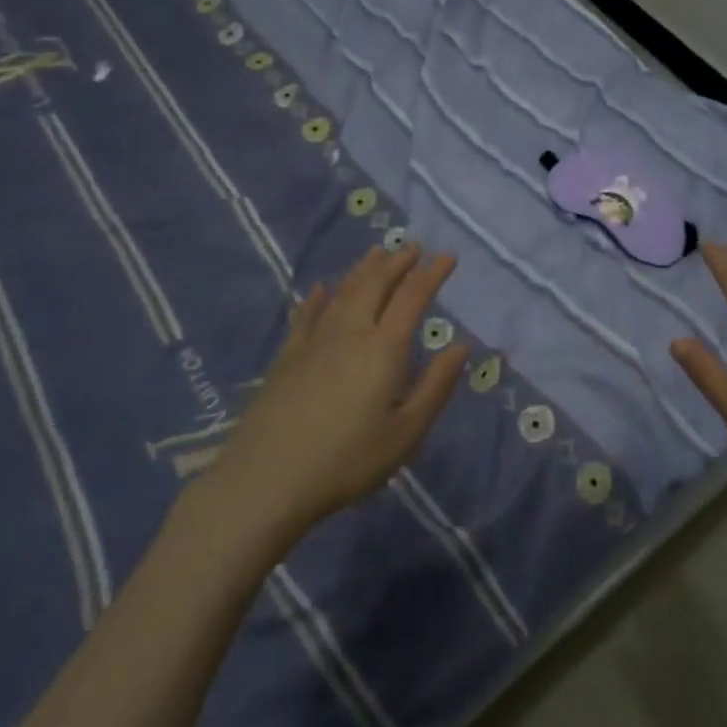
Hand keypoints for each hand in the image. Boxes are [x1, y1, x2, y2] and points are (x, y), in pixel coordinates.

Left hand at [200, 245, 469, 538]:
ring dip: (363, 269)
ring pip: (343, 292)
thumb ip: (435, 387)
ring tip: (376, 253)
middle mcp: (349, 332)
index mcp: (383, 348)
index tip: (447, 256)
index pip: (412, 298)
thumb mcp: (405, 433)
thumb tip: (460, 346)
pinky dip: (318, 297)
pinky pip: (306, 315)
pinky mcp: (287, 357)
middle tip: (412, 247)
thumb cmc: (346, 460)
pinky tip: (321, 289)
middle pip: (375, 284)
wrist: (266, 479)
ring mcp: (314, 341)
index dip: (432, 274)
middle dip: (397, 262)